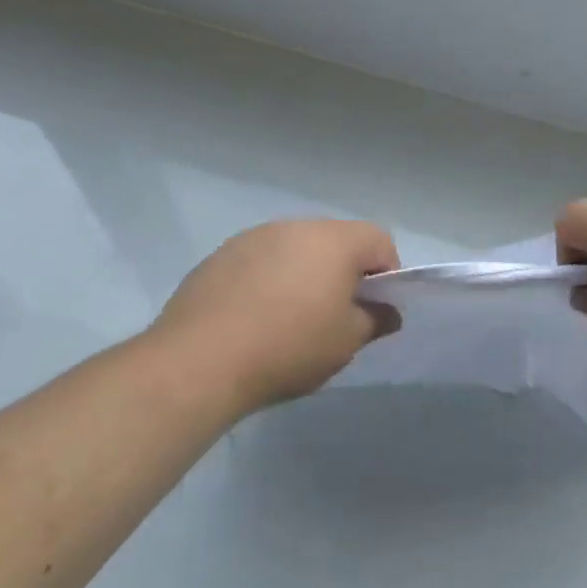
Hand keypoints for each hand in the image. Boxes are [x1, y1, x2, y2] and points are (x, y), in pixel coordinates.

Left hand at [147, 219, 400, 412]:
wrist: (199, 361)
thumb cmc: (289, 346)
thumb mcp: (345, 342)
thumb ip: (374, 321)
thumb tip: (386, 312)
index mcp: (335, 241)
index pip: (379, 241)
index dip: (387, 273)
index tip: (375, 308)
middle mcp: (295, 226)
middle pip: (336, 241)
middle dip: (344, 272)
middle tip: (336, 315)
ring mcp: (253, 237)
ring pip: (295, 249)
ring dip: (303, 274)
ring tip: (291, 318)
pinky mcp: (220, 256)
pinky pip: (260, 262)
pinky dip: (268, 281)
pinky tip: (254, 319)